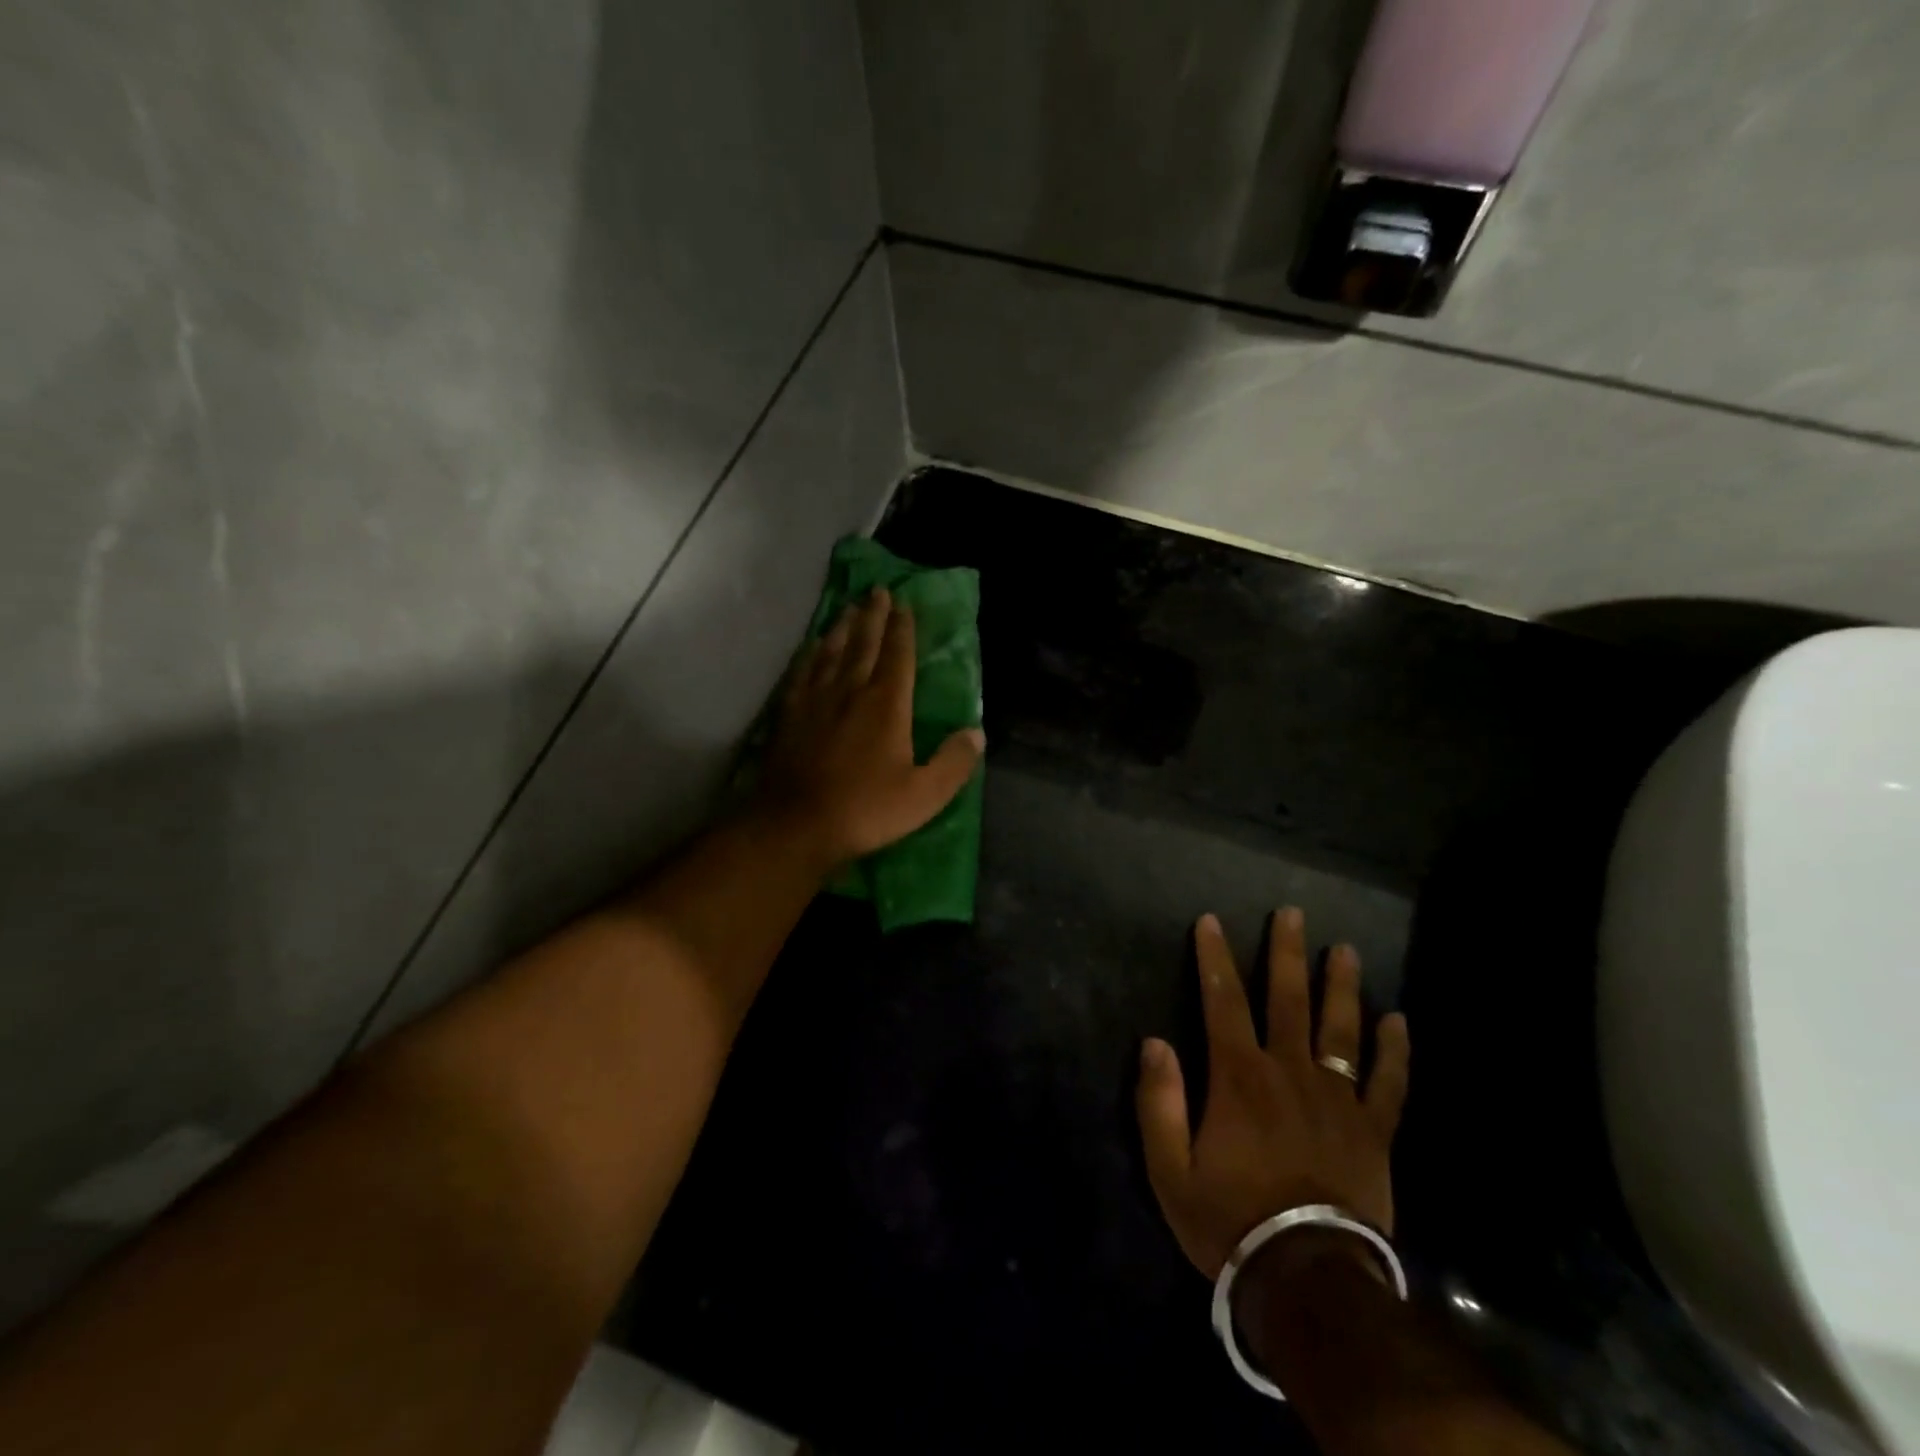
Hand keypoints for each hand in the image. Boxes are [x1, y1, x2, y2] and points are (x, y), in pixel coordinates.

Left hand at [759, 588, 984, 867]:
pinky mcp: (789, 714)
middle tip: (877, 591)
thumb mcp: (924, 795)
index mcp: (887, 705)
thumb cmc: (865, 810)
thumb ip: (953, 763)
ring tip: (849, 609)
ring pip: (831, 652)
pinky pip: (802, 673)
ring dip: (843, 628)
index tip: (904, 605)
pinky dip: (809, 655)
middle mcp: (851, 691)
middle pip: (864, 644)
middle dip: (873, 616)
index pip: (898, 656)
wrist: (796, 825)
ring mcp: (816, 700)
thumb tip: (977, 733)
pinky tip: (811, 648)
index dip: (902, 629)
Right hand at [1136, 909, 1409, 1279]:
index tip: (1211, 921)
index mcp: (1238, 1076)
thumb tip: (1155, 1041)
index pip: (1222, 1000)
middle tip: (1293, 913)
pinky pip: (1390, 1085)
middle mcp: (1289, 1073)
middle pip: (1288, 1000)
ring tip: (1345, 950)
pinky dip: (1396, 1052)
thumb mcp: (1170, 1168)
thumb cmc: (1229, 1219)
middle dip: (1287, 953)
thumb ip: (1159, 1101)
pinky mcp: (1373, 1133)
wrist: (1307, 1280)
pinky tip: (1399, 1020)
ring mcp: (1338, 1100)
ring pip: (1342, 1030)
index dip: (1214, 958)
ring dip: (1342, 986)